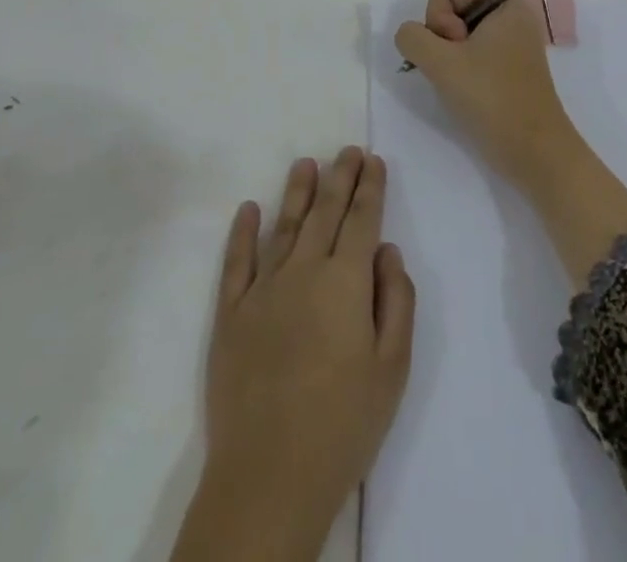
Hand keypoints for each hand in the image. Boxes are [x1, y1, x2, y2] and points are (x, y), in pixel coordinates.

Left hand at [170, 149, 416, 561]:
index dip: (370, 187)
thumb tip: (386, 250)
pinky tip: (249, 208)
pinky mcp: (230, 313)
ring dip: (297, 192)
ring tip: (306, 164)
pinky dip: (242, 232)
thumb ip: (396, 300)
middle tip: (348, 150)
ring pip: (284, 226)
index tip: (373, 160)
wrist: (269, 476)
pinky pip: (237, 261)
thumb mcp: (392, 368)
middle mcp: (304, 271)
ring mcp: (263, 289)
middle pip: (325, 212)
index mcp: (346, 282)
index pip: (362, 220)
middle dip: (340, 177)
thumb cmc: (343, 424)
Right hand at [393, 0, 582, 191]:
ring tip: (458, 71)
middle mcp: (511, 9)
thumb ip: (413, 38)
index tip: (455, 48)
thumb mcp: (441, 64)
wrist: (535, 150)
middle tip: (453, 55)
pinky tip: (464, 81)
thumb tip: (411, 35)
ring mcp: (512, 34)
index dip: (439, 17)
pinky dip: (462, 53)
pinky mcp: (510, 58)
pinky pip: (475, 38)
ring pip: (464, 17)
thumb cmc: (492, 99)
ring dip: (450, 40)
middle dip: (443, 20)